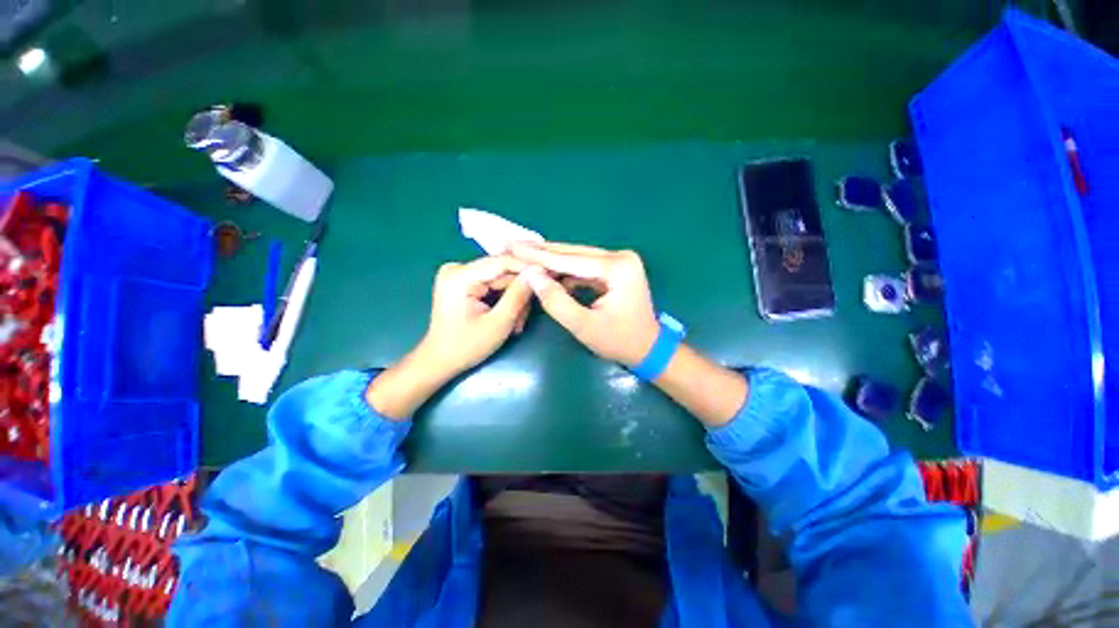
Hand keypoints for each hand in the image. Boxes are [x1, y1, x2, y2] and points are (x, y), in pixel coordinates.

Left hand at [418, 255, 531, 377]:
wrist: (439, 361)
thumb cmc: (466, 346)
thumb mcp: (498, 323)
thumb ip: (518, 296)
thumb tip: (537, 272)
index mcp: (460, 276)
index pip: (502, 262)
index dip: (527, 268)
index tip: (549, 275)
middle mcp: (457, 268)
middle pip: (502, 271)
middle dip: (519, 292)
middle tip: (526, 317)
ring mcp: (458, 274)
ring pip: (500, 279)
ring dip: (513, 299)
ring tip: (516, 323)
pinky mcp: (462, 281)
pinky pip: (492, 284)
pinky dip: (503, 299)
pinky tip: (508, 316)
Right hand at [511, 242, 659, 365]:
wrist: (648, 348)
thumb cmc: (619, 341)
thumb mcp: (584, 326)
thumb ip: (557, 301)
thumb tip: (532, 276)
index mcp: (618, 268)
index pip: (571, 260)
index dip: (539, 256)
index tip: (512, 246)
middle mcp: (620, 257)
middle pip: (573, 253)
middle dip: (542, 252)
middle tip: (512, 244)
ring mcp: (619, 262)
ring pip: (576, 257)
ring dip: (551, 260)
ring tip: (523, 255)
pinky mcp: (614, 269)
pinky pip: (583, 266)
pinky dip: (564, 270)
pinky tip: (545, 271)